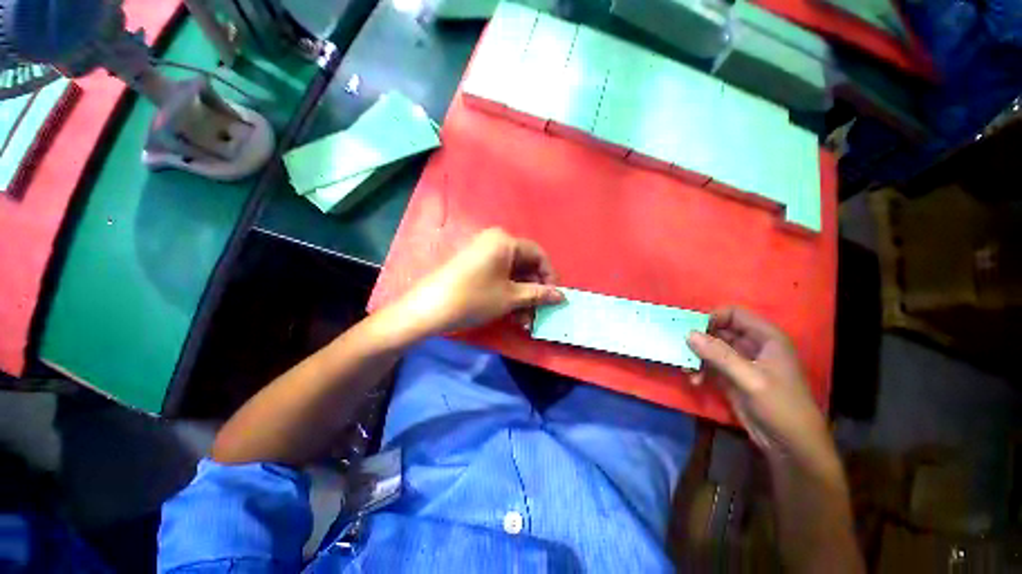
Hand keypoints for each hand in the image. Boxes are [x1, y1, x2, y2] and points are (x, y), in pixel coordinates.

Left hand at [392, 228, 563, 336]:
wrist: (428, 308)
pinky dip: (507, 293)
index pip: (538, 255)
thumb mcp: (510, 297)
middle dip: (533, 291)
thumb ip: (538, 294)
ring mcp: (482, 252)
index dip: (549, 277)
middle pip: (525, 265)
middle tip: (537, 313)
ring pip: (512, 274)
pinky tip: (510, 313)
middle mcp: (495, 241)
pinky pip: (498, 276)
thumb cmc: (474, 298)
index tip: (554, 298)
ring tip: (523, 320)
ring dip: (521, 297)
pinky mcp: (474, 265)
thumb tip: (561, 295)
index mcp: (505, 241)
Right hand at [686, 308, 838, 475]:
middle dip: (698, 337)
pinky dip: (699, 368)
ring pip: (711, 347)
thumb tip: (688, 333)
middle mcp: (752, 345)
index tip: (690, 329)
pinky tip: (693, 379)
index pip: (733, 314)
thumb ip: (720, 355)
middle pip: (718, 329)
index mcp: (766, 337)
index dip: (711, 317)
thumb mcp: (751, 379)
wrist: (790, 445)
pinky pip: (709, 363)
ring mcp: (740, 361)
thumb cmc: (780, 407)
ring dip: (696, 355)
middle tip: (680, 347)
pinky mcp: (731, 376)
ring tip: (686, 367)